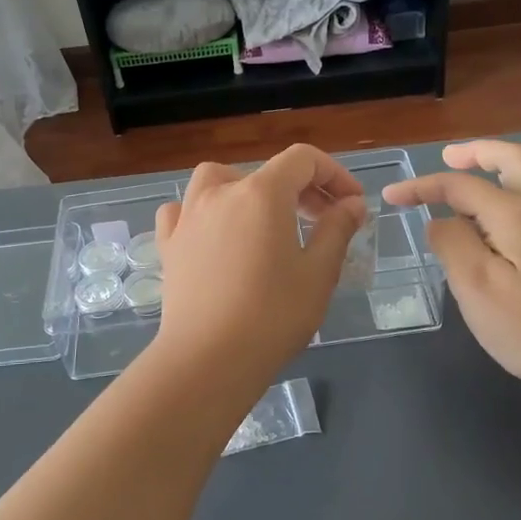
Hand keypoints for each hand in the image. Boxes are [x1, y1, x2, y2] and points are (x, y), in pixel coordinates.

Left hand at [153, 145, 366, 382]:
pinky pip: (182, 211)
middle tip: (324, 221)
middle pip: (266, 171)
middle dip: (302, 189)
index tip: (352, 205)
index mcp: (262, 193)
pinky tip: (212, 233)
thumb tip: (351, 204)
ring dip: (246, 188)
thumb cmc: (272, 316)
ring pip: (217, 179)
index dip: (334, 174)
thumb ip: (336, 229)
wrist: (208, 359)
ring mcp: (188, 217)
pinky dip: (200, 212)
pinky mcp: (168, 245)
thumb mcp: (318, 273)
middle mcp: (221, 193)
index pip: (303, 160)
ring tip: (263, 218)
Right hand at [383, 140, 520, 391]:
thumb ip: (451, 242)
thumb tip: (443, 221)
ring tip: (504, 176)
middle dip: (479, 152)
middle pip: (516, 159)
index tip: (392, 196)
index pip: (461, 186)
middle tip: (450, 158)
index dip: (423, 187)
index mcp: (515, 211)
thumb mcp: (472, 284)